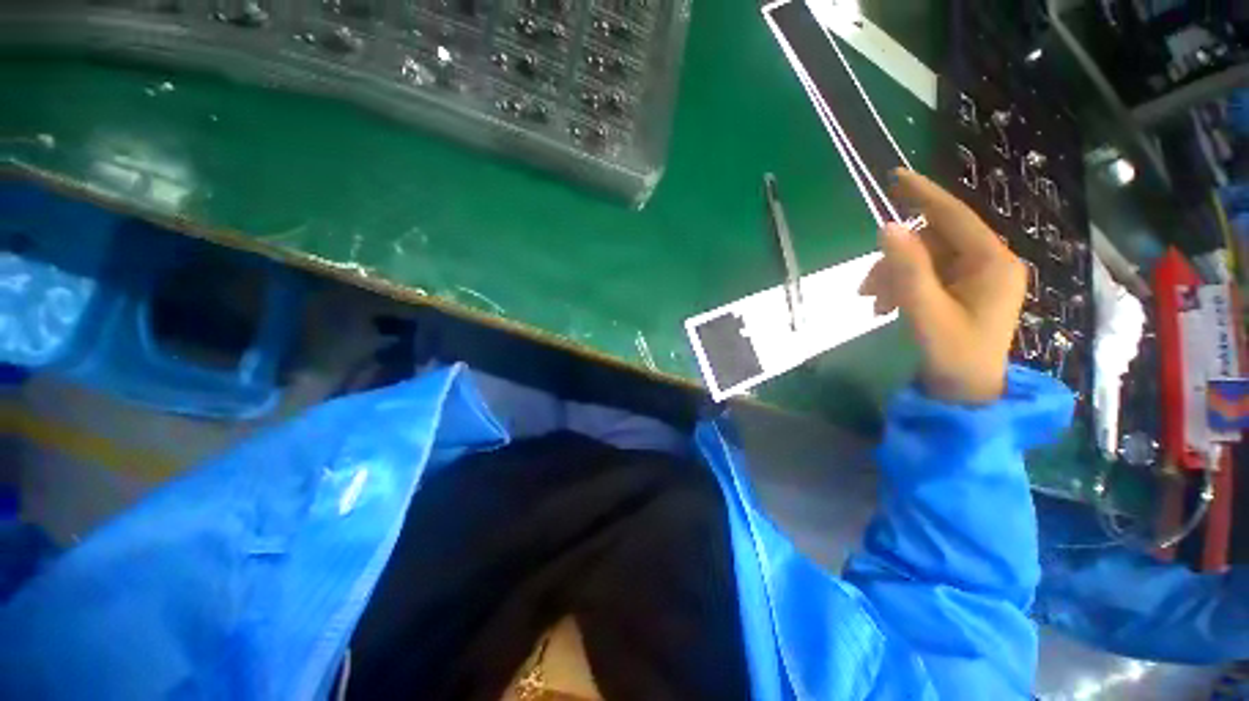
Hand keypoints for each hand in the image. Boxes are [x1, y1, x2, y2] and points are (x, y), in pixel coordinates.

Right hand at [860, 169, 1025, 404]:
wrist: (966, 391)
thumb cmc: (953, 354)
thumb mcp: (924, 311)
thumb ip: (906, 269)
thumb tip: (886, 227)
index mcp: (992, 262)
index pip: (954, 216)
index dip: (923, 195)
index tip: (894, 176)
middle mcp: (989, 261)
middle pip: (933, 240)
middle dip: (895, 261)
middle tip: (866, 290)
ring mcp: (977, 275)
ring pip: (924, 257)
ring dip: (893, 276)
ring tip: (874, 304)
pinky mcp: (965, 287)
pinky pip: (926, 272)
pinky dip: (901, 285)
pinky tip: (885, 306)